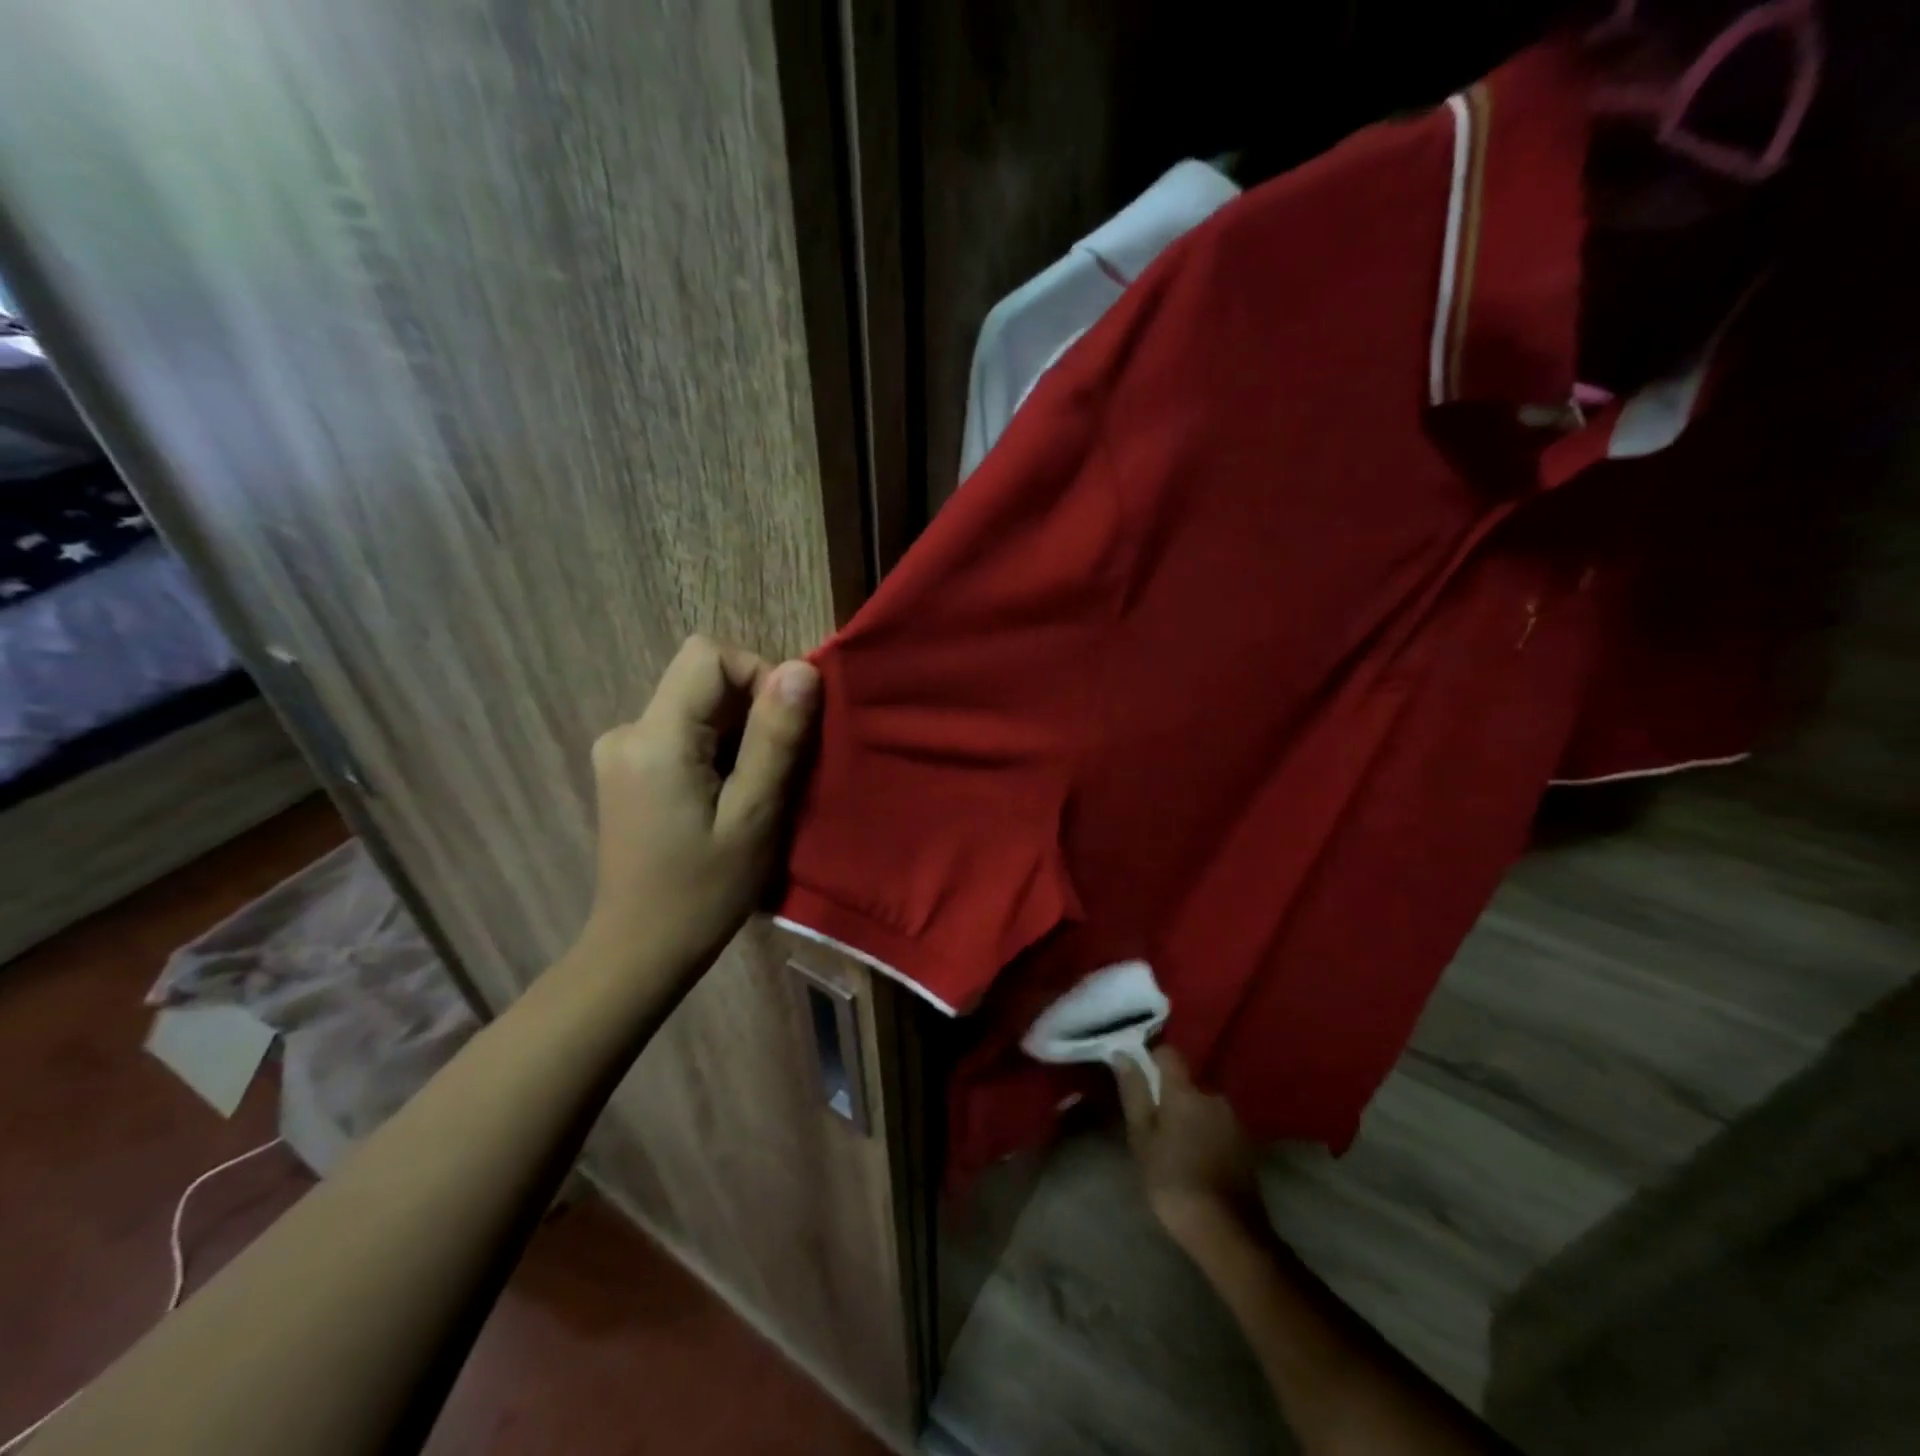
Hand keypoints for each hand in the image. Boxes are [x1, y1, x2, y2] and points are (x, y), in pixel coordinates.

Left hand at [578, 634, 819, 979]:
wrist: (640, 950)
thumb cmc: (704, 891)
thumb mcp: (755, 815)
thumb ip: (776, 738)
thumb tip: (802, 669)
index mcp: (655, 738)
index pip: (709, 656)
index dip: (758, 676)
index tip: (782, 731)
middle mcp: (627, 729)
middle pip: (702, 679)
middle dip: (752, 711)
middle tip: (774, 771)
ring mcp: (621, 749)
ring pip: (696, 705)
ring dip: (737, 734)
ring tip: (751, 791)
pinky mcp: (626, 767)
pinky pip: (682, 730)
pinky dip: (715, 749)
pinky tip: (723, 797)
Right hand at [1116, 1046, 1263, 1244]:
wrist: (1227, 1232)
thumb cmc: (1173, 1180)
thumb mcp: (1142, 1138)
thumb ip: (1134, 1092)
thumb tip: (1123, 1055)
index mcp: (1186, 1091)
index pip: (1169, 1053)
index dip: (1151, 1059)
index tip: (1137, 1078)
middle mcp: (1214, 1096)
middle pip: (1186, 1083)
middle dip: (1169, 1096)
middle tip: (1152, 1125)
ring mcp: (1234, 1121)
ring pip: (1202, 1106)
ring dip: (1188, 1117)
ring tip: (1173, 1148)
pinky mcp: (1246, 1145)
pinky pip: (1217, 1127)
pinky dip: (1204, 1135)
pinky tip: (1195, 1161)